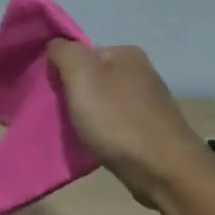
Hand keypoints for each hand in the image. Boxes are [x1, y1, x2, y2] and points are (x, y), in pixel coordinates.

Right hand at [48, 41, 208, 205]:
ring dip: (88, 115)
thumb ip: (64, 53)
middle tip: (60, 115)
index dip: (62, 72)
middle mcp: (141, 71)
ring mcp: (149, 101)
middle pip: (93, 78)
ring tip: (76, 133)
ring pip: (104, 102)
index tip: (52, 95)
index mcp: (126, 53)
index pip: (82, 53)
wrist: (162, 169)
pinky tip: (97, 144)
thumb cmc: (117, 120)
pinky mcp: (151, 128)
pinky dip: (103, 132)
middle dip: (75, 95)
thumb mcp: (81, 76)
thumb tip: (55, 45)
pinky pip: (115, 123)